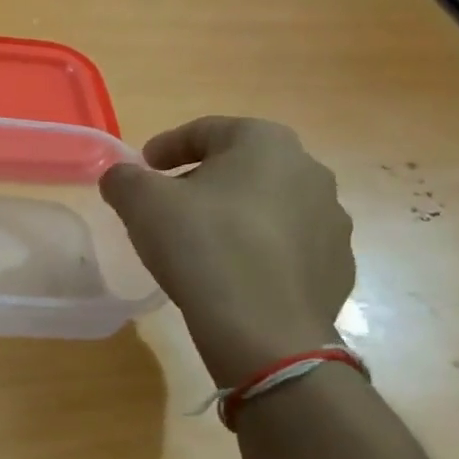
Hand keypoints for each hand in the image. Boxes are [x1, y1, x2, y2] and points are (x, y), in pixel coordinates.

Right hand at [99, 117, 353, 386]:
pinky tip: (231, 273)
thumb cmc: (201, 245)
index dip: (167, 145)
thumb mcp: (140, 203)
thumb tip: (121, 177)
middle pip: (242, 165)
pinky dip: (258, 249)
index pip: (207, 130)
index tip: (144, 166)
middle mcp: (309, 171)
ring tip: (200, 243)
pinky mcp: (337, 265)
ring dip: (233, 214)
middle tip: (168, 204)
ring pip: (268, 205)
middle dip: (202, 180)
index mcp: (265, 143)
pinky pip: (287, 245)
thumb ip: (123, 178)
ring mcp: (331, 221)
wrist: (264, 329)